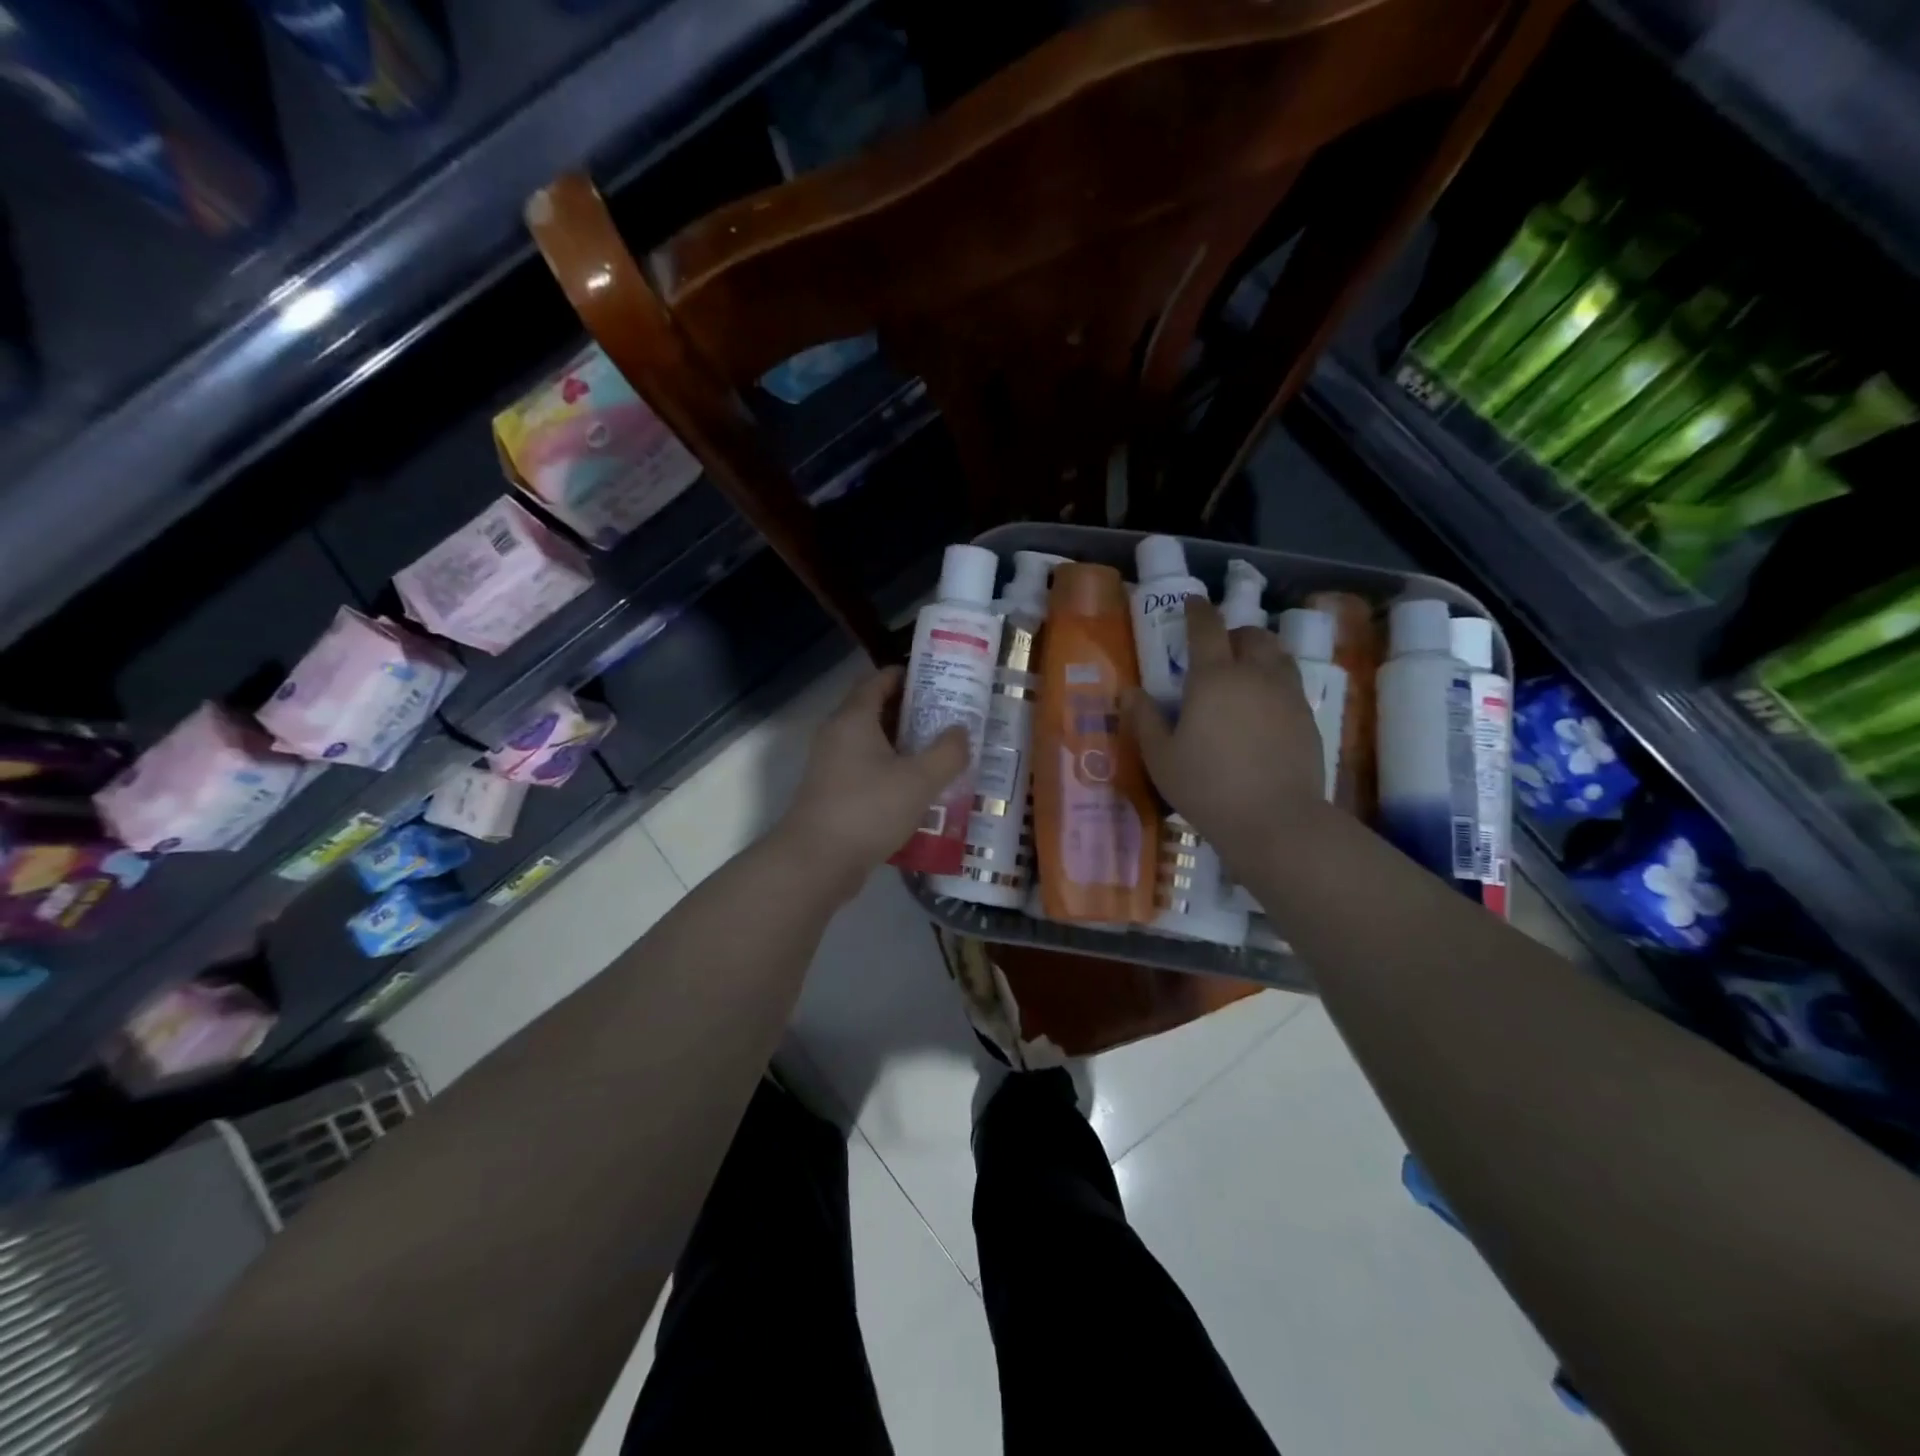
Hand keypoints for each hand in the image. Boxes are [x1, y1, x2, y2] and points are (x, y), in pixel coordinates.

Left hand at [779, 667, 969, 893]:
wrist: (817, 862)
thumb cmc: (869, 809)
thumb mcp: (920, 780)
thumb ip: (947, 752)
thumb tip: (961, 731)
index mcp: (854, 718)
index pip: (879, 680)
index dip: (908, 676)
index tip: (940, 680)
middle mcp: (837, 734)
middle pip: (876, 710)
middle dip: (912, 711)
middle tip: (949, 718)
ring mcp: (831, 765)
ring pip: (872, 743)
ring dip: (903, 745)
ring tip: (940, 753)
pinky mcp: (832, 792)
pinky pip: (866, 769)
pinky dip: (891, 770)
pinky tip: (917, 789)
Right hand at [1125, 597, 1326, 867]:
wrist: (1276, 821)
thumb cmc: (1207, 787)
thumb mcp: (1161, 758)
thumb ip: (1144, 720)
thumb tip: (1129, 692)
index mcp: (1214, 677)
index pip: (1206, 627)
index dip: (1197, 610)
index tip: (1191, 603)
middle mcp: (1255, 675)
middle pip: (1251, 635)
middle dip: (1233, 634)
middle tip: (1217, 651)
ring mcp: (1287, 695)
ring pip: (1277, 656)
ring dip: (1259, 654)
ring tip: (1244, 675)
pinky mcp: (1308, 718)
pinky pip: (1291, 685)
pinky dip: (1275, 683)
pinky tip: (1262, 712)